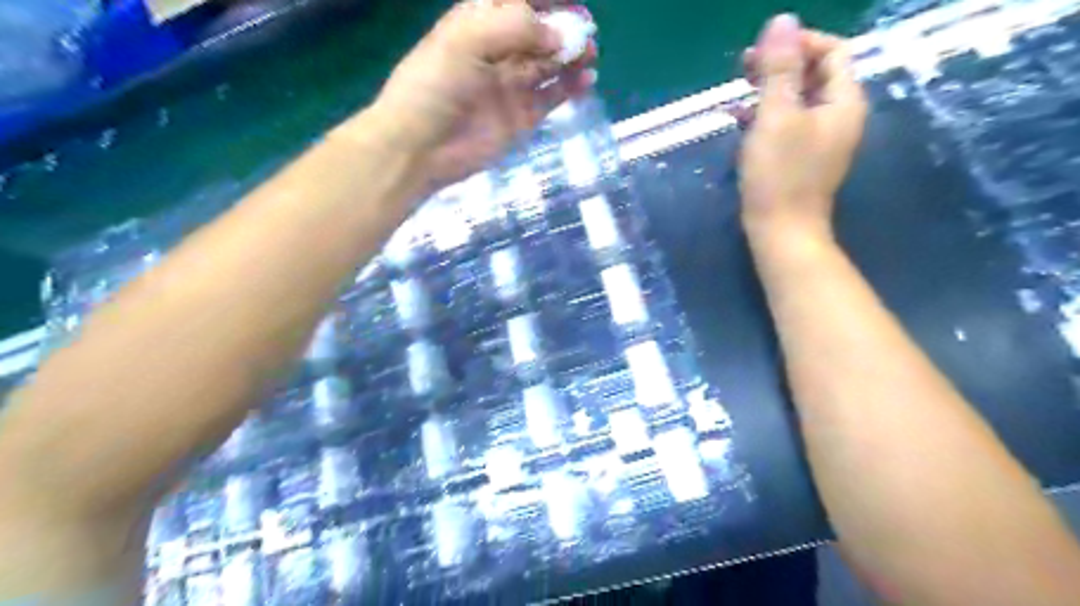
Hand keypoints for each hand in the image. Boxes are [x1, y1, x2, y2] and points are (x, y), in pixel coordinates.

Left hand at [364, 1, 597, 192]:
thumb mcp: (468, 40)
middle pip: (540, 32)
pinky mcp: (521, 118)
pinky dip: (570, 87)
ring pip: (550, 64)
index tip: (574, 1)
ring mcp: (511, 86)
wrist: (420, 147)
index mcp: (479, 22)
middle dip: (565, 27)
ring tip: (589, 55)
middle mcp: (498, 51)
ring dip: (571, 56)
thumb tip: (560, 34)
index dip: (548, 0)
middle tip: (586, 33)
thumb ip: (516, 28)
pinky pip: (551, 97)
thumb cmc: (435, 86)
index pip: (520, 1)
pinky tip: (586, 81)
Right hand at [738, 13, 866, 240]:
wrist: (781, 232)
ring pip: (796, 99)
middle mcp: (837, 116)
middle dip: (780, 64)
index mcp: (842, 101)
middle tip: (743, 67)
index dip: (799, 42)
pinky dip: (765, 115)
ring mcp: (818, 139)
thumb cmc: (779, 175)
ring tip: (737, 90)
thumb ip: (780, 69)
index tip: (762, 50)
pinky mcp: (799, 157)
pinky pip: (786, 123)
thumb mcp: (776, 116)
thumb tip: (783, 20)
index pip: (832, 51)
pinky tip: (738, 118)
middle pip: (814, 74)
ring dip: (769, 89)